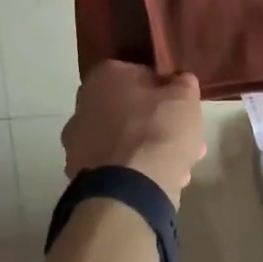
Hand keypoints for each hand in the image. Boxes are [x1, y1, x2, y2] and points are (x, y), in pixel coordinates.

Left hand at [61, 62, 205, 203]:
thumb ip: (183, 84)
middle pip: (129, 110)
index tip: (180, 105)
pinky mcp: (79, 173)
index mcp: (104, 76)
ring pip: (123, 140)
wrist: (130, 188)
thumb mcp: (185, 98)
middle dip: (156, 123)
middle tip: (183, 138)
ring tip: (179, 167)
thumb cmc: (159, 130)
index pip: (139, 74)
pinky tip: (159, 181)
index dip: (164, 90)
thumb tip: (179, 81)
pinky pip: (115, 165)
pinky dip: (134, 170)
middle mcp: (83, 104)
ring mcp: (76, 141)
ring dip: (147, 149)